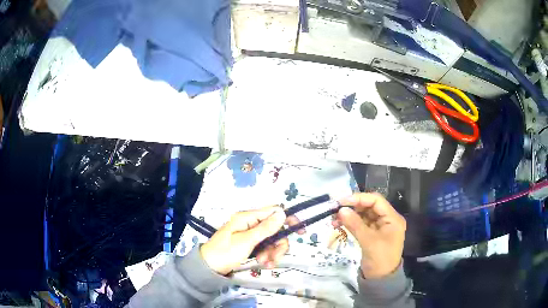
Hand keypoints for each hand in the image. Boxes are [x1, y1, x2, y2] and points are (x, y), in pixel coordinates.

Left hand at [201, 206, 302, 274]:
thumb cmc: (225, 252)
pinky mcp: (250, 245)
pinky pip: (265, 247)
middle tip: (275, 258)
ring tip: (265, 264)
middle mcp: (251, 223)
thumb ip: (265, 228)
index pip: (273, 211)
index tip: (301, 231)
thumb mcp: (246, 241)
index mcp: (248, 218)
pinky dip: (267, 256)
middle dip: (278, 244)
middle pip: (275, 229)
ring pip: (272, 240)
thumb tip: (282, 212)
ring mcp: (250, 235)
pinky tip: (263, 264)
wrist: (209, 268)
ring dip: (273, 253)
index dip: (288, 219)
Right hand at [333, 193, 405, 278]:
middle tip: (336, 210)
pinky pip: (361, 224)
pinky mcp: (372, 234)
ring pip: (364, 215)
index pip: (376, 201)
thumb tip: (341, 209)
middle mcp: (387, 219)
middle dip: (353, 207)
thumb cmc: (380, 259)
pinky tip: (339, 224)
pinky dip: (351, 223)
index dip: (359, 198)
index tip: (342, 201)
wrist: (381, 279)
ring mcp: (379, 227)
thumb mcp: (368, 241)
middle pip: (369, 206)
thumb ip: (355, 224)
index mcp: (392, 218)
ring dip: (350, 215)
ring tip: (334, 218)